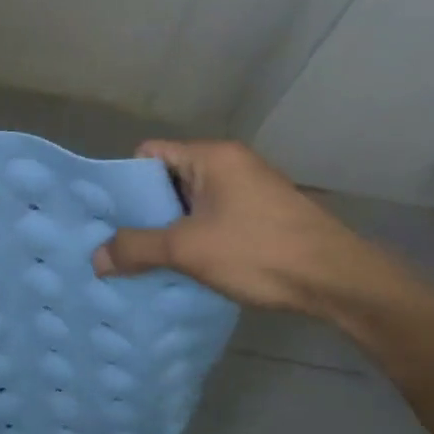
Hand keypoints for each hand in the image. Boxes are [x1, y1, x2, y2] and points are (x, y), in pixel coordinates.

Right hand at [91, 140, 381, 314]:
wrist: (337, 279)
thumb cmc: (258, 251)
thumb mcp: (188, 249)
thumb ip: (138, 248)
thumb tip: (96, 258)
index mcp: (211, 156)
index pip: (149, 153)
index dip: (125, 182)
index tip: (107, 216)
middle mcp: (230, 163)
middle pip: (169, 178)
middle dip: (145, 211)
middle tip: (120, 243)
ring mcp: (250, 188)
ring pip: (192, 201)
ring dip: (170, 228)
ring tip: (146, 259)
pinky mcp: (263, 213)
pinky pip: (214, 216)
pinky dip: (196, 236)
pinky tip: (185, 266)